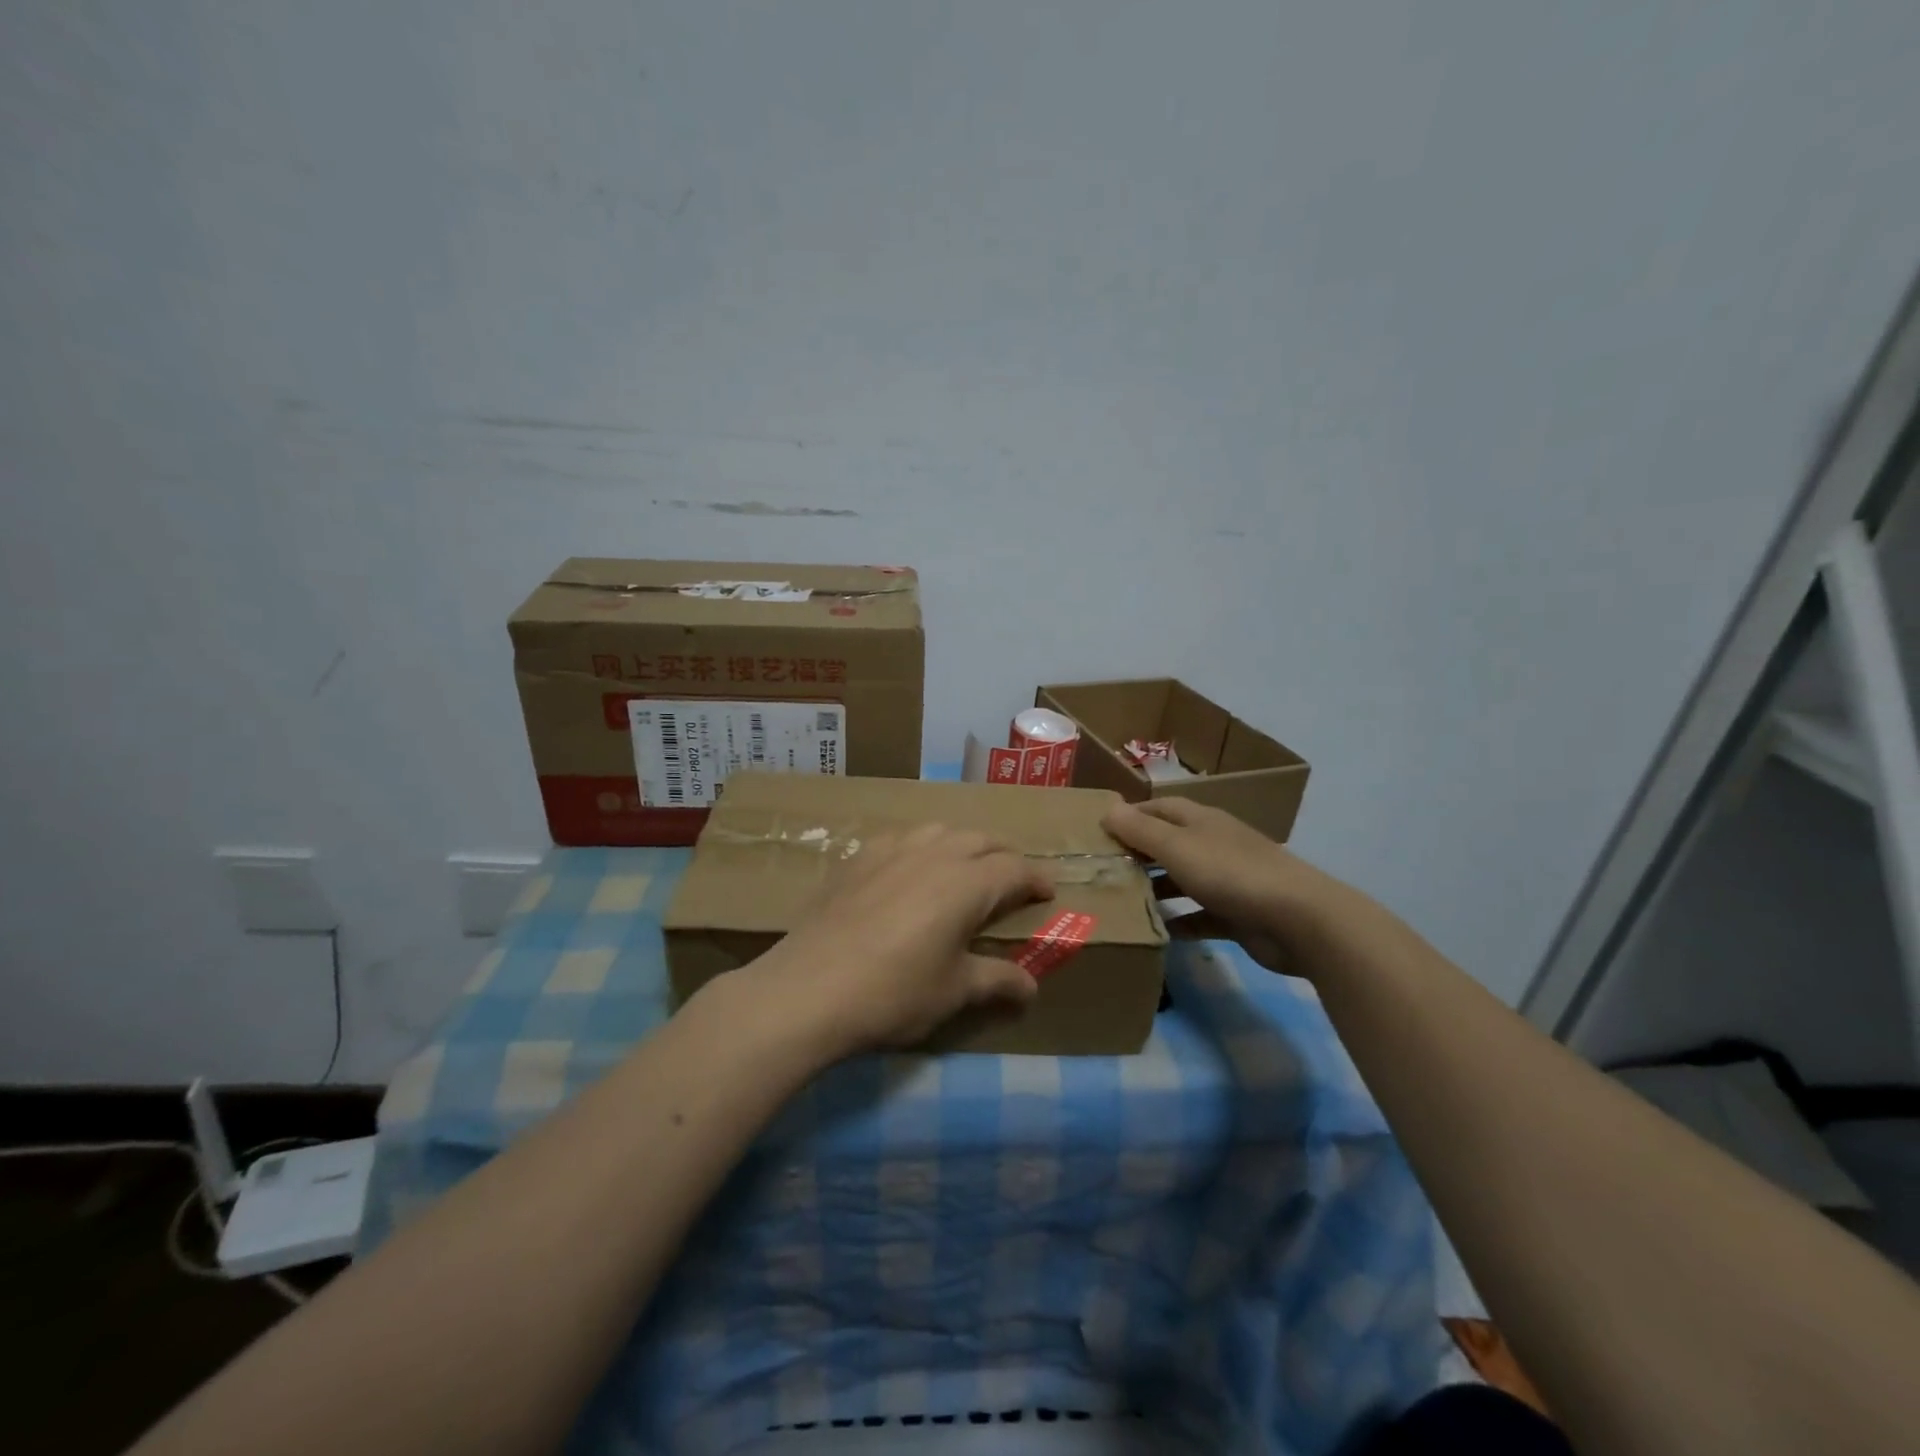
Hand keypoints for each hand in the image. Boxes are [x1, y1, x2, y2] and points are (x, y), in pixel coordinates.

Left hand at [742, 823, 1054, 1057]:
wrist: (809, 989)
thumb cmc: (894, 992)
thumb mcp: (954, 991)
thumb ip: (997, 981)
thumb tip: (1032, 988)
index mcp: (966, 882)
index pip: (1015, 868)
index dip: (1036, 878)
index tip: (1047, 892)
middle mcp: (933, 853)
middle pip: (980, 839)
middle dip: (1003, 856)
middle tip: (1010, 881)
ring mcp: (891, 850)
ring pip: (939, 830)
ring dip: (961, 845)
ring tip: (963, 869)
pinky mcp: (856, 858)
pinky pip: (899, 838)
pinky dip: (919, 848)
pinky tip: (909, 870)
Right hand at [1101, 798, 1337, 975]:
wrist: (1298, 920)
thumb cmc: (1231, 873)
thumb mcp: (1177, 847)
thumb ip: (1140, 830)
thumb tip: (1108, 809)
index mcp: (1201, 821)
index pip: (1159, 808)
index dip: (1130, 816)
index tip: (1098, 832)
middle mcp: (1213, 845)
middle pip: (1169, 844)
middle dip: (1139, 854)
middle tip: (1102, 870)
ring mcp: (1228, 880)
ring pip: (1183, 880)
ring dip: (1156, 889)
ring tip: (1121, 902)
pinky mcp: (1237, 915)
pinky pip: (1199, 916)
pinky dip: (1179, 923)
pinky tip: (1155, 934)